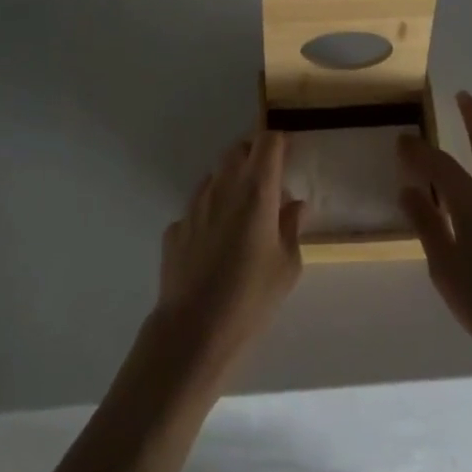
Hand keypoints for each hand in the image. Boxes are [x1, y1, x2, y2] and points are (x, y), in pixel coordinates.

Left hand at [154, 133, 305, 376]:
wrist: (194, 329)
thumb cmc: (252, 296)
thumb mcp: (287, 265)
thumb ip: (292, 227)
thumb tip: (295, 205)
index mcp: (256, 191)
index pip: (267, 142)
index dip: (280, 142)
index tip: (290, 153)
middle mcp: (222, 187)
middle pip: (238, 150)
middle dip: (254, 157)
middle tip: (270, 182)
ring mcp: (194, 205)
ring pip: (215, 176)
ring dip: (232, 183)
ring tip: (244, 215)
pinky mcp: (176, 227)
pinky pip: (198, 207)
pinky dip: (211, 212)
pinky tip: (217, 243)